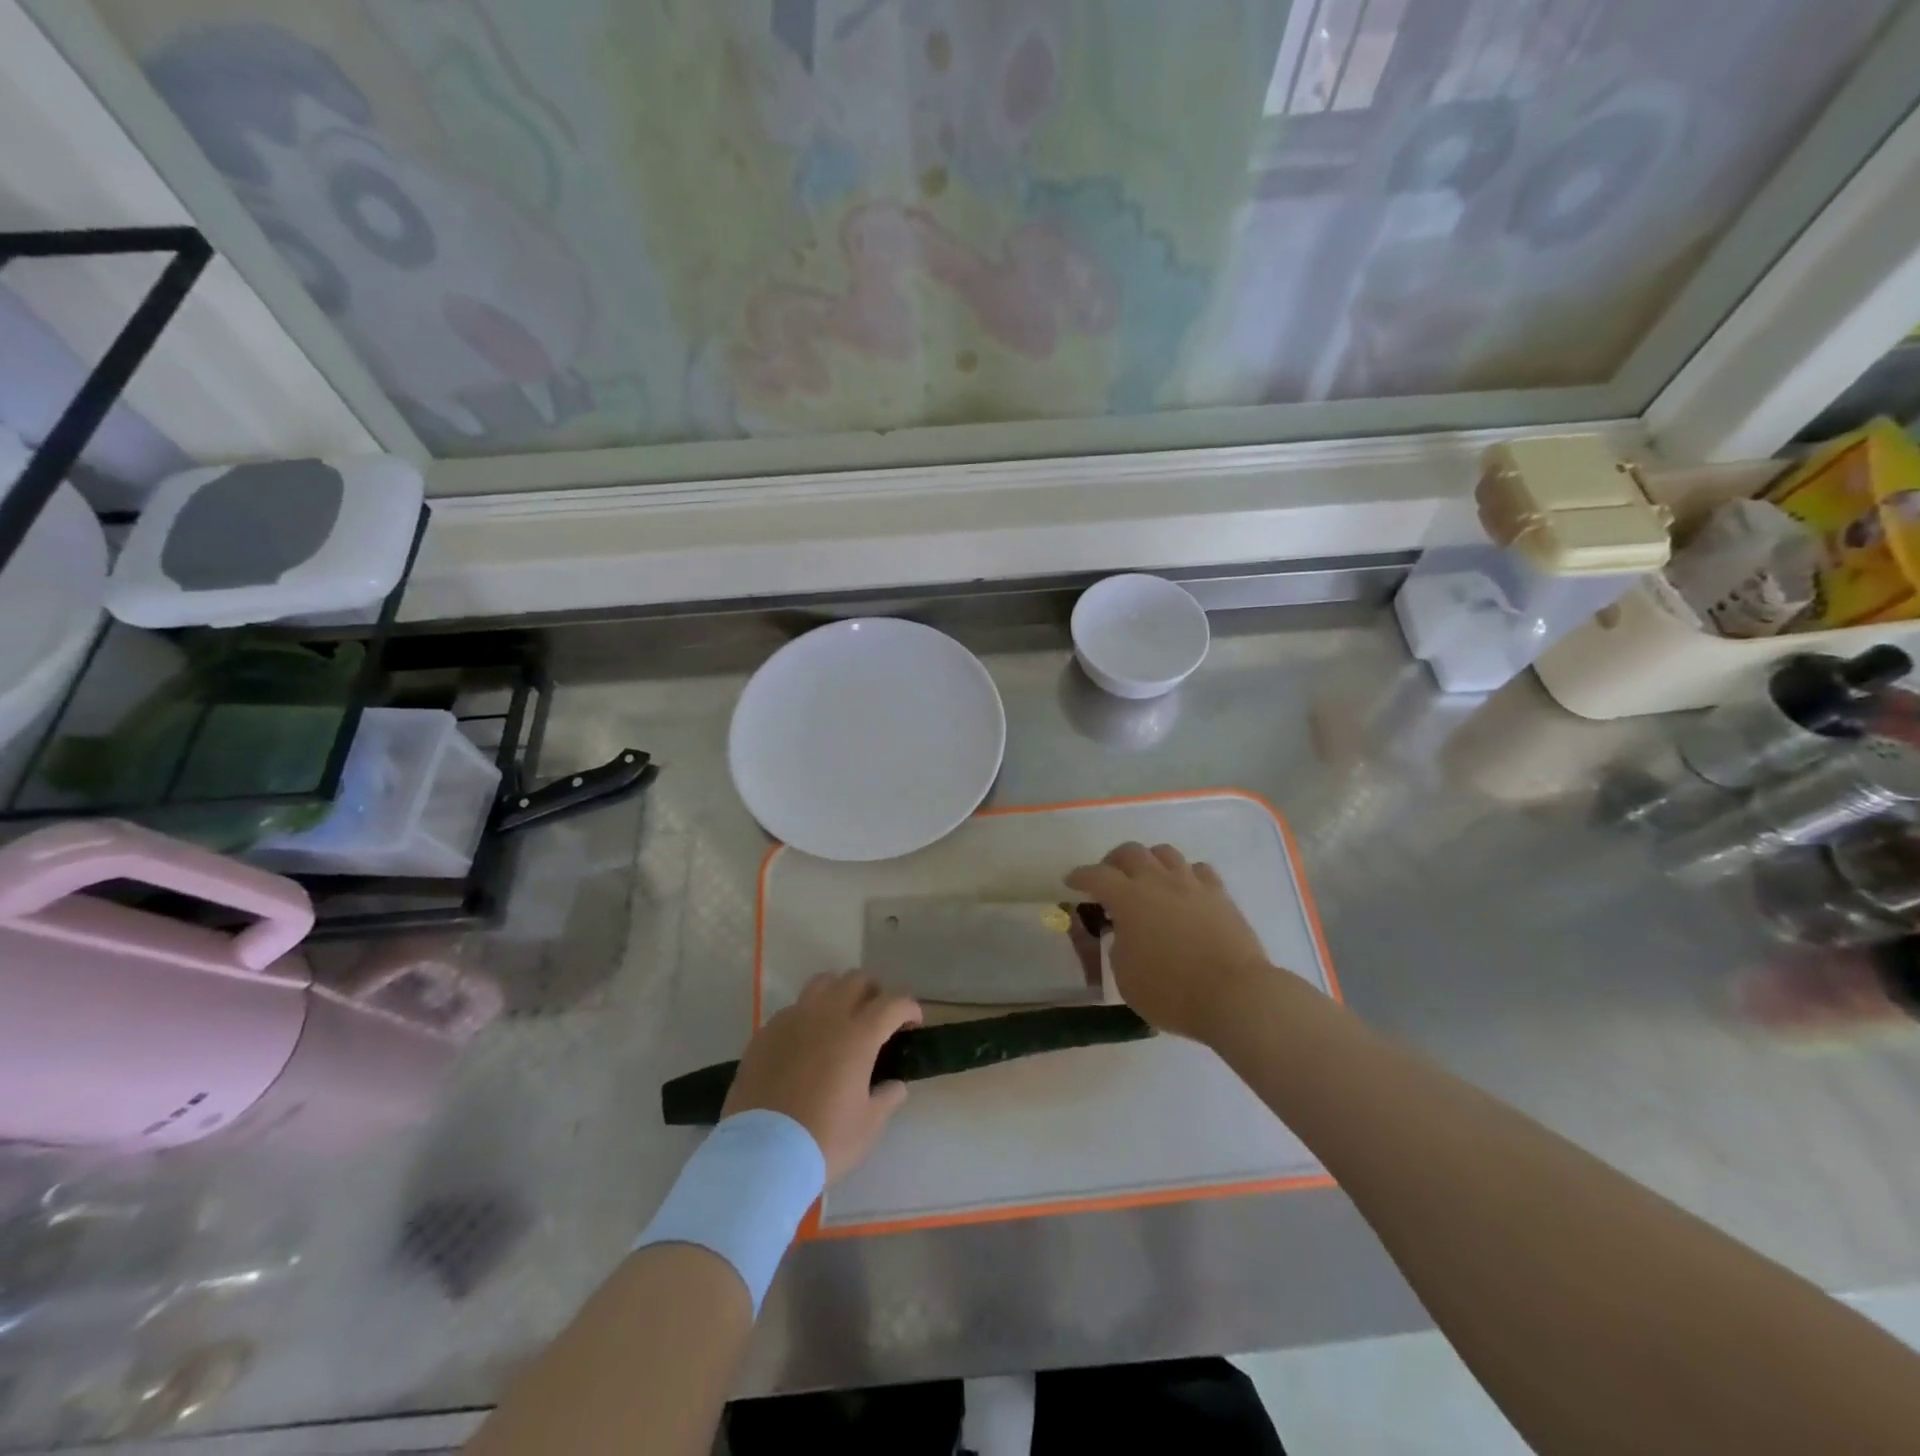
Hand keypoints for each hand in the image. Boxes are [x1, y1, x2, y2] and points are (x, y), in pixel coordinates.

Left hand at [722, 972, 921, 1181]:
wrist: (760, 1155)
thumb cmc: (824, 1140)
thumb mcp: (868, 1126)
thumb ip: (887, 1098)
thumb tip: (894, 1084)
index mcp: (859, 1034)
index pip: (894, 1002)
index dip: (909, 1008)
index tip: (913, 1023)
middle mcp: (827, 1015)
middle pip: (857, 980)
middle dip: (874, 992)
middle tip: (877, 1019)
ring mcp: (793, 1019)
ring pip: (822, 983)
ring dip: (839, 993)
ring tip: (841, 1019)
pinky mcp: (766, 1032)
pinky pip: (793, 1009)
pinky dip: (808, 1016)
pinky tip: (806, 1044)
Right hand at [1066, 842, 1275, 1042]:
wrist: (1235, 995)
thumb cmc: (1172, 992)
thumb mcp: (1126, 979)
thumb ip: (1119, 948)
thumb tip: (1125, 934)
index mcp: (1128, 899)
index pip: (1096, 875)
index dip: (1080, 876)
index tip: (1071, 881)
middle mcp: (1158, 881)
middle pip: (1130, 852)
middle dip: (1113, 861)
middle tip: (1109, 877)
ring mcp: (1192, 884)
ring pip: (1165, 853)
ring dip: (1149, 861)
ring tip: (1147, 879)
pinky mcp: (1220, 895)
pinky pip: (1198, 870)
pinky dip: (1185, 874)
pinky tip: (1184, 890)